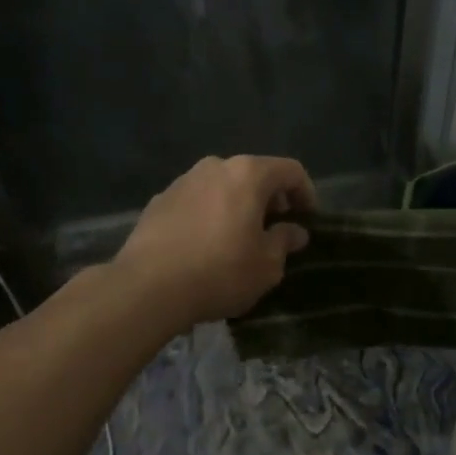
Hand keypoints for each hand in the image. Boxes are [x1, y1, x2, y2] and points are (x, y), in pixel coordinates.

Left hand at [113, 155, 314, 328]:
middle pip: (254, 174)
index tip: (308, 219)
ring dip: (238, 205)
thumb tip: (294, 231)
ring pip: (222, 186)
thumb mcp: (266, 266)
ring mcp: (183, 181)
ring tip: (239, 238)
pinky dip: (209, 214)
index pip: (290, 171)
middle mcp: (215, 166)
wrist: (147, 287)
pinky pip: (196, 201)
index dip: (306, 192)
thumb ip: (284, 242)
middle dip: (270, 199)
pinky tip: (206, 245)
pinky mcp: (159, 201)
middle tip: (276, 228)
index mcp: (248, 174)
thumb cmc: (220, 272)